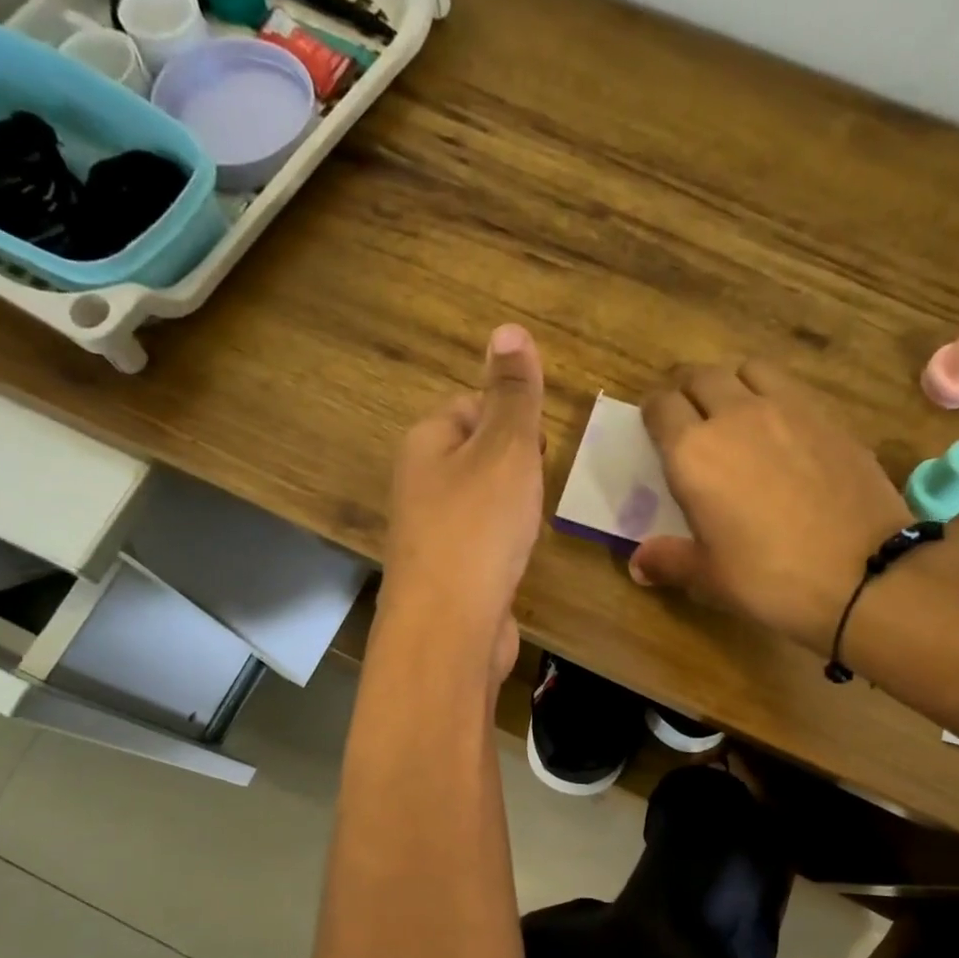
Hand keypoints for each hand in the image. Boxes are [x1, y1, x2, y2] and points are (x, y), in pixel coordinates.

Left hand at [383, 324, 547, 681]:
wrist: (449, 627)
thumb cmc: (478, 528)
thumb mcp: (505, 449)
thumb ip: (513, 396)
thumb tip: (508, 329)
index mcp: (425, 444)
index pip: (469, 407)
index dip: (510, 419)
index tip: (540, 445)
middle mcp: (418, 485)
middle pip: (473, 456)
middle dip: (512, 466)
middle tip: (538, 484)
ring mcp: (428, 535)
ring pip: (477, 503)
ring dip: (509, 508)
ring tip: (530, 523)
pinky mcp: (445, 576)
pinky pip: (479, 543)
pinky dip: (501, 546)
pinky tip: (516, 559)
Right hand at [630, 360, 912, 652]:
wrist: (862, 573)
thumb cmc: (769, 578)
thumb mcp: (708, 578)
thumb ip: (668, 561)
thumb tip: (638, 564)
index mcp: (693, 452)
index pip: (661, 407)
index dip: (652, 413)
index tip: (653, 427)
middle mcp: (735, 415)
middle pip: (701, 376)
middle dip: (686, 389)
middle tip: (686, 414)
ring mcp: (788, 409)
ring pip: (748, 369)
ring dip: (731, 382)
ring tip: (733, 410)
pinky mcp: (829, 416)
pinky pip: (789, 386)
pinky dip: (773, 395)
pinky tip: (780, 429)